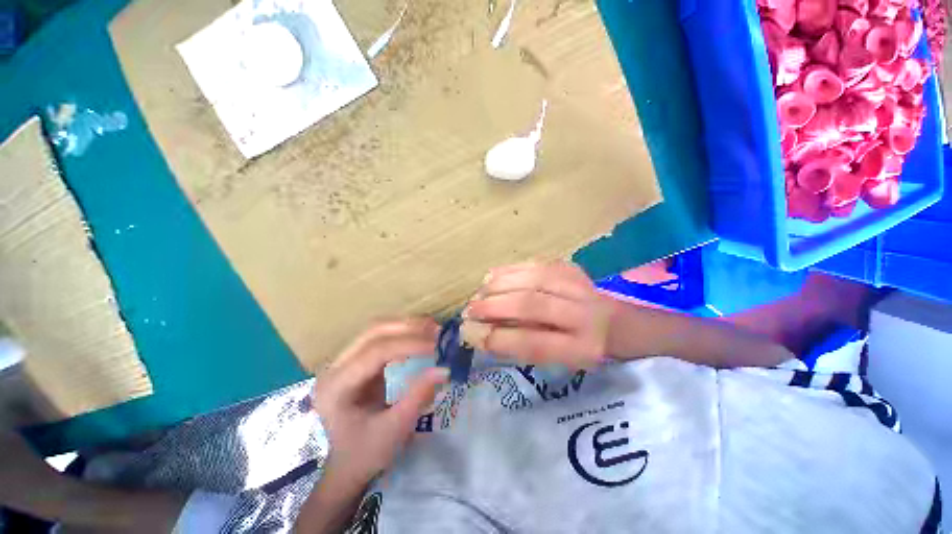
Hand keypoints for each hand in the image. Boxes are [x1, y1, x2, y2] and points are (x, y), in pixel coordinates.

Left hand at [311, 319, 448, 492]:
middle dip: (408, 327)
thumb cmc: (365, 454)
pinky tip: (419, 336)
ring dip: (406, 326)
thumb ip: (419, 396)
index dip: (409, 344)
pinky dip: (402, 334)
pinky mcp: (356, 361)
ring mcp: (344, 361)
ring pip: (376, 330)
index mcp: (337, 387)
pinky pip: (380, 338)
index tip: (437, 346)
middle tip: (437, 330)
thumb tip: (445, 369)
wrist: (345, 466)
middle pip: (373, 332)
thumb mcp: (394, 430)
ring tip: (432, 329)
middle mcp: (335, 367)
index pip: (375, 352)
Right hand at [461, 261, 611, 368]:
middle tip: (469, 311)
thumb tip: (480, 333)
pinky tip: (492, 277)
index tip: (469, 334)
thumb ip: (521, 345)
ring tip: (478, 294)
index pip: (534, 343)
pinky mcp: (570, 267)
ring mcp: (579, 285)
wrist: (616, 323)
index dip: (498, 338)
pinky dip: (508, 271)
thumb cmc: (580, 348)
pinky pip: (533, 264)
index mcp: (581, 348)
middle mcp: (583, 314)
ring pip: (531, 279)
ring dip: (498, 286)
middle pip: (532, 305)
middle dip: (493, 307)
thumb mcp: (556, 360)